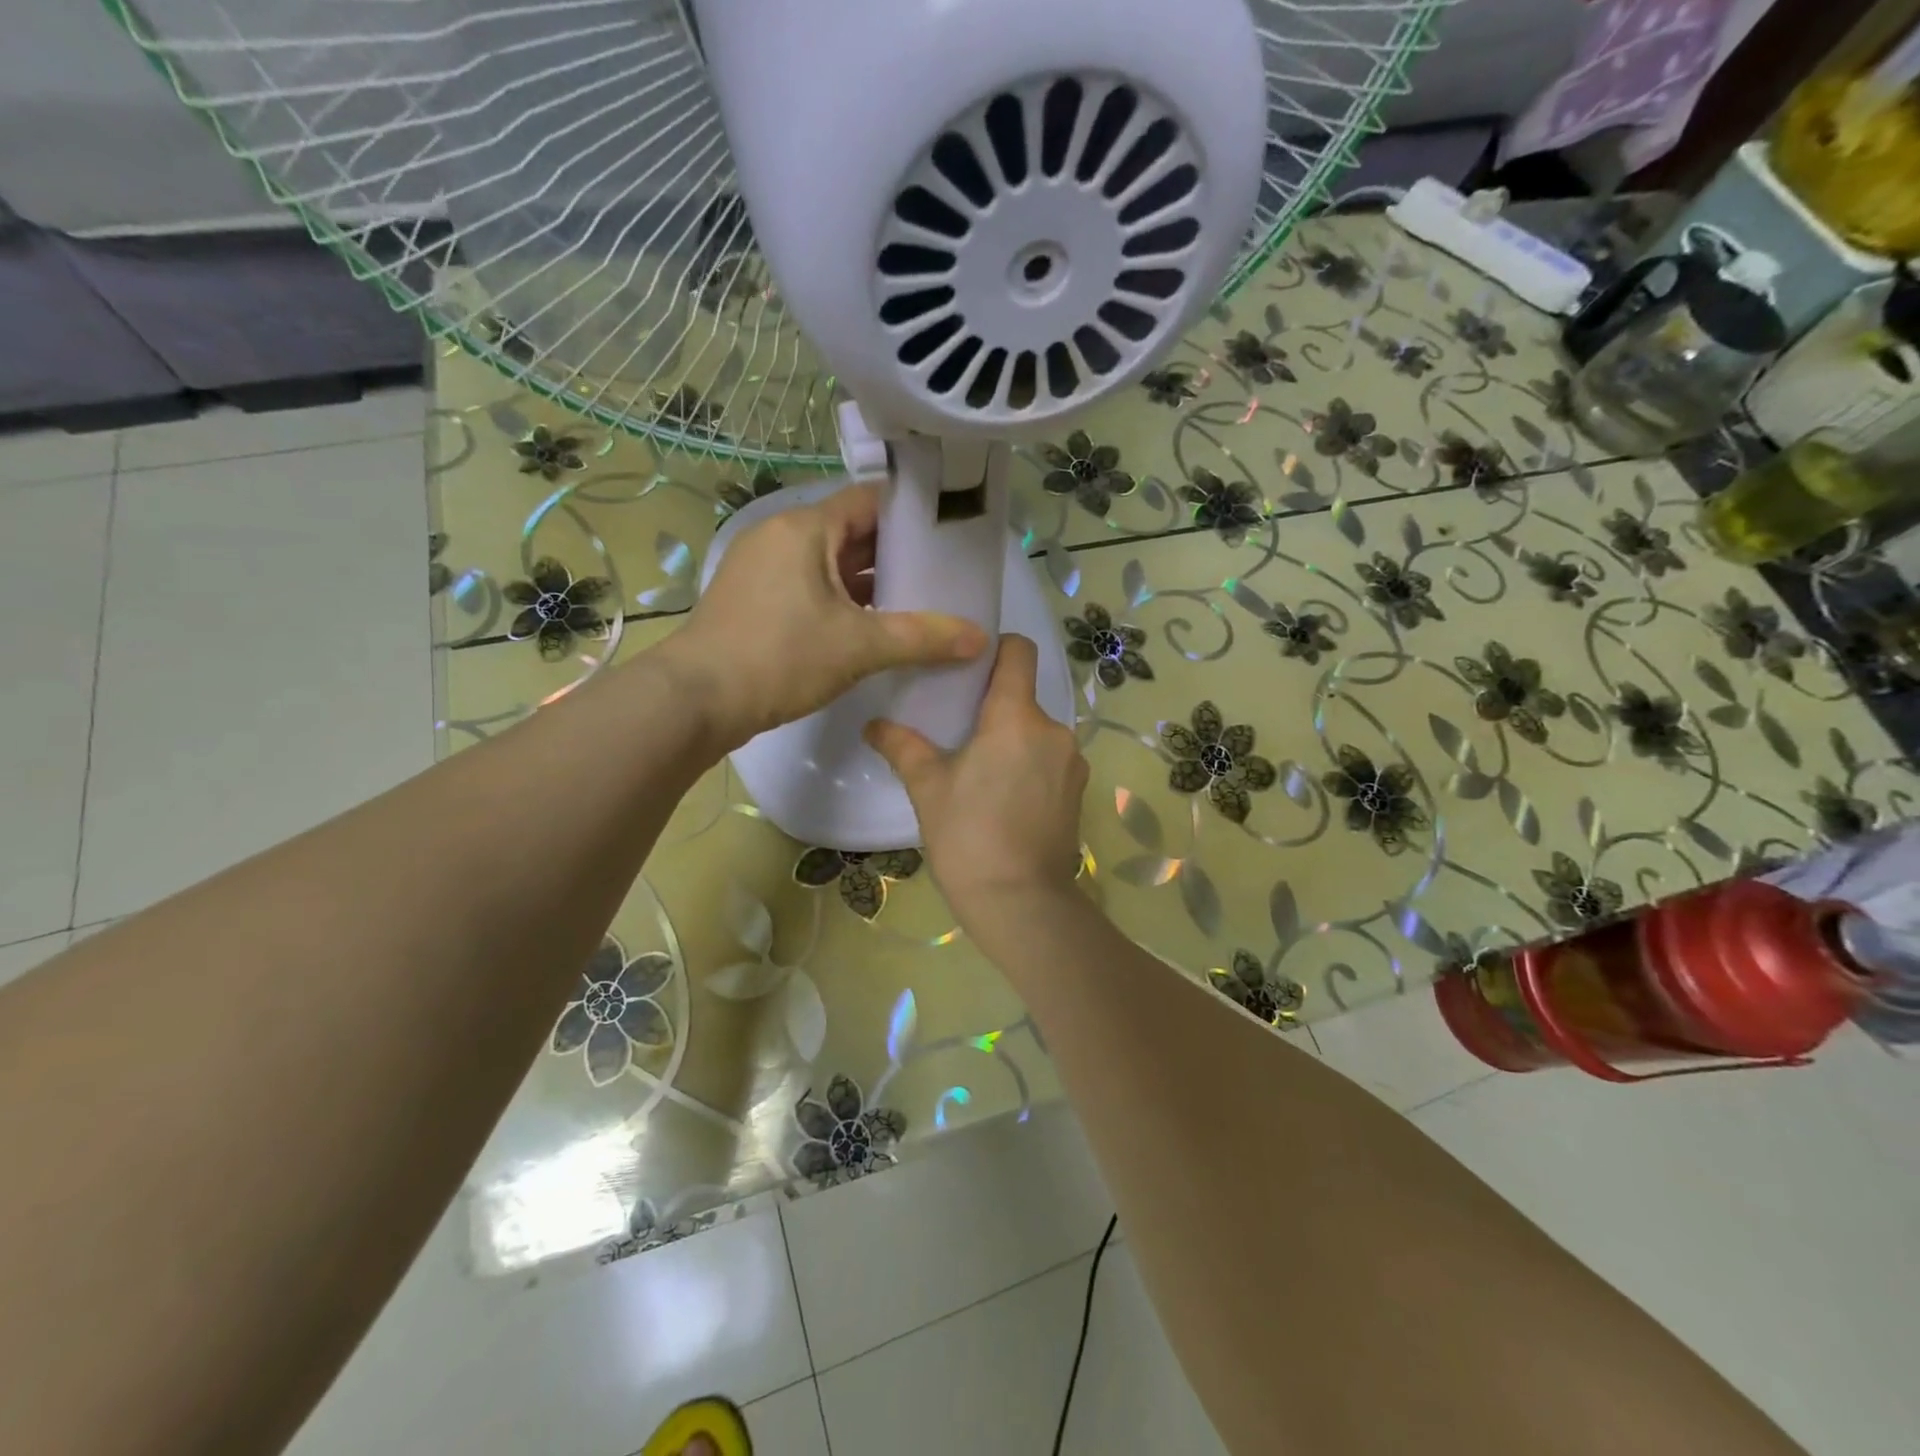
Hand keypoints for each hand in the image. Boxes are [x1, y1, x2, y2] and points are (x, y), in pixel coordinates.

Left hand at [660, 484, 987, 747]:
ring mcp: (763, 569)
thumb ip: (922, 638)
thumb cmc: (780, 657)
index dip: (911, 514)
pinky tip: (872, 628)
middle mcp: (780, 537)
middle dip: (895, 554)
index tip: (948, 533)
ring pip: (829, 564)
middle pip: (850, 533)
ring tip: (916, 603)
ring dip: (868, 583)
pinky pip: (810, 588)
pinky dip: (842, 602)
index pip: (868, 502)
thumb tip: (980, 638)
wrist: (698, 700)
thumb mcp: (859, 645)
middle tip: (941, 574)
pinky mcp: (755, 600)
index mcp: (804, 528)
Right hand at [866, 635, 1088, 926]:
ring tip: (980, 770)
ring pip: (1037, 731)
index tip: (969, 666)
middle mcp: (1053, 729)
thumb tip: (873, 725)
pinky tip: (1005, 797)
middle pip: (1024, 696)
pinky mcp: (1079, 791)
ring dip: (1013, 740)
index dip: (997, 648)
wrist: (1021, 903)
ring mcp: (1072, 762)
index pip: (1019, 651)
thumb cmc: (968, 837)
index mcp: (1016, 717)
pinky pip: (1051, 759)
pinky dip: (1030, 765)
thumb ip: (902, 747)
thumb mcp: (928, 788)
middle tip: (959, 730)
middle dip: (994, 707)